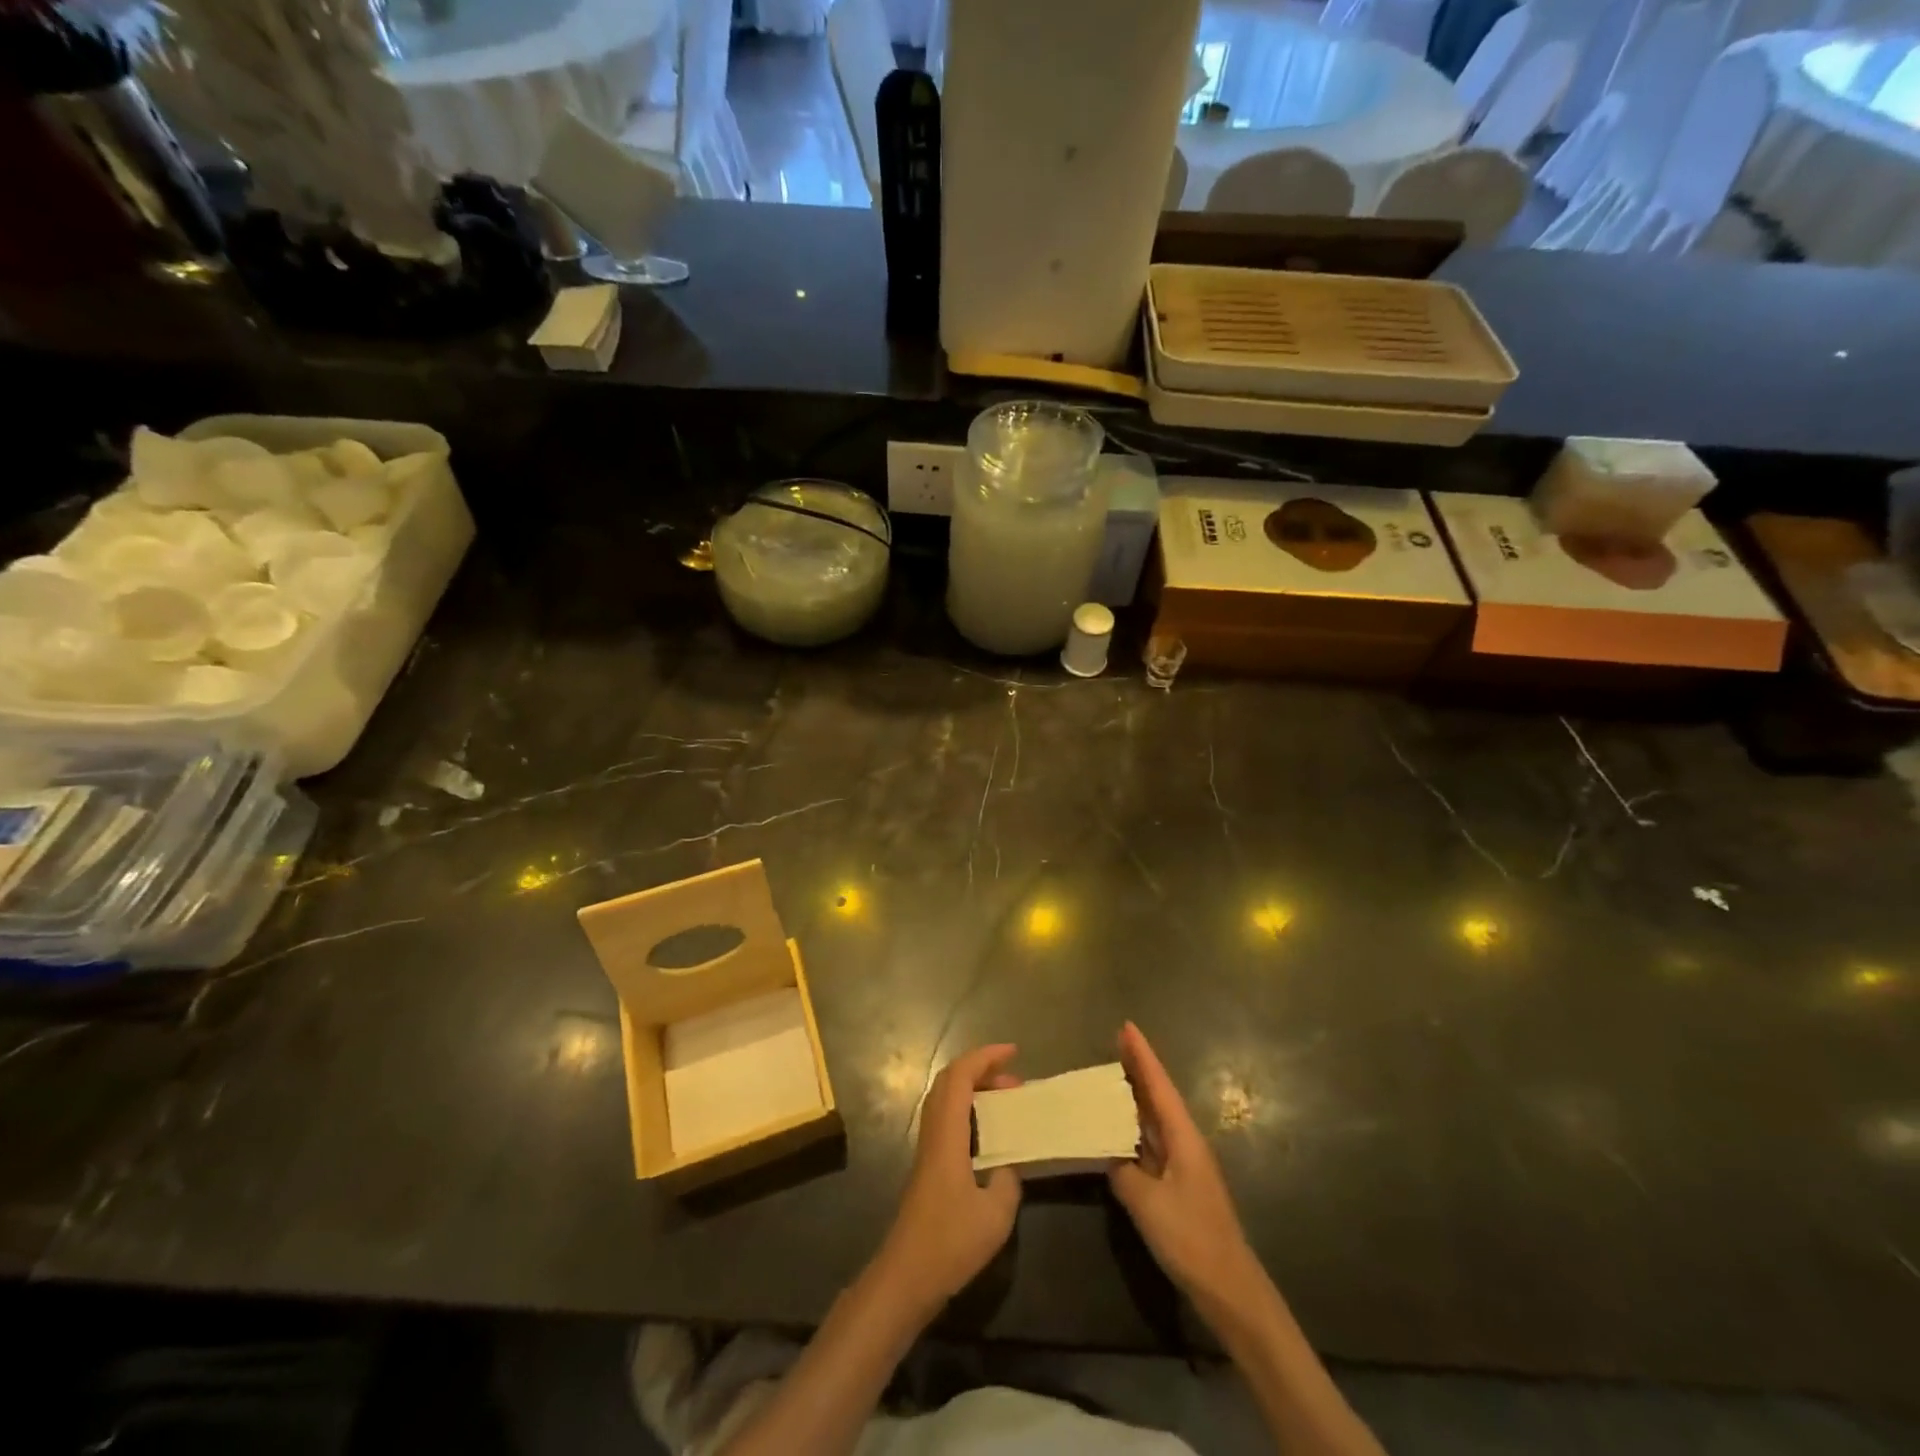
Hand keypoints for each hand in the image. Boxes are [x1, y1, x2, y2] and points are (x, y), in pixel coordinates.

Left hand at [875, 1044, 1022, 1314]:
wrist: (905, 1277)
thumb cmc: (949, 1243)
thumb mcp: (995, 1214)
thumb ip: (1008, 1178)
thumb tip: (1009, 1162)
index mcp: (947, 1134)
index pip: (959, 1077)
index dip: (984, 1057)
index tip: (1013, 1052)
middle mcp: (933, 1132)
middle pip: (949, 1081)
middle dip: (982, 1069)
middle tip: (1015, 1080)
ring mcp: (928, 1149)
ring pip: (946, 1099)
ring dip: (975, 1089)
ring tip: (1007, 1100)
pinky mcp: (929, 1165)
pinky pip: (948, 1118)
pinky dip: (969, 1110)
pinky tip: (990, 1132)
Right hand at [1109, 1022, 1262, 1311]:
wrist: (1229, 1288)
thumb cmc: (1191, 1237)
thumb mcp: (1148, 1203)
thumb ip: (1122, 1171)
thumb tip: (1108, 1153)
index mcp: (1183, 1137)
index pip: (1159, 1086)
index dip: (1142, 1056)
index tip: (1127, 1026)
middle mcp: (1185, 1142)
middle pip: (1158, 1096)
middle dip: (1138, 1069)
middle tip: (1114, 1043)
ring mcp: (1183, 1164)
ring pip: (1155, 1119)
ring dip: (1135, 1097)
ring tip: (1110, 1076)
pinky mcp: (1178, 1185)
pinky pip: (1152, 1143)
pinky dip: (1134, 1128)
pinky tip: (1118, 1129)